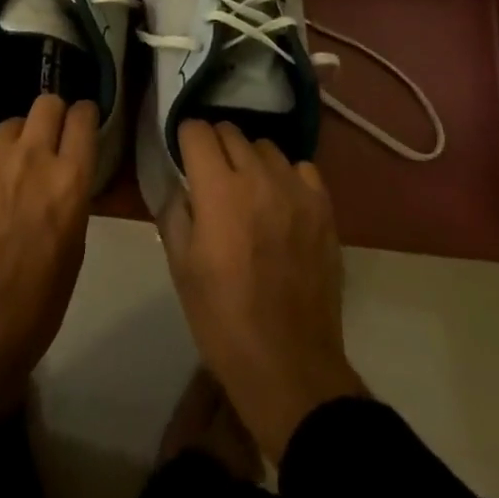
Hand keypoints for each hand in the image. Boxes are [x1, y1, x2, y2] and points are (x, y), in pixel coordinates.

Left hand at [0, 95, 96, 456]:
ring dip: (15, 141)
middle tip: (48, 137)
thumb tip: (63, 176)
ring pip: (8, 125)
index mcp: (68, 179)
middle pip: (46, 103)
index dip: (84, 115)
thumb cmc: (37, 304)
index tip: (82, 123)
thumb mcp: (74, 246)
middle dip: (51, 114)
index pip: (82, 116)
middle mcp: (31, 159)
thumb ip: (70, 197)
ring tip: (9, 168)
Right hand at [159, 121, 366, 462]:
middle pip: (230, 132)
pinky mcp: (324, 208)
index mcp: (218, 190)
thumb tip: (178, 183)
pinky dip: (286, 177)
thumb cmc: (223, 320)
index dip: (185, 140)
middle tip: (211, 177)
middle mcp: (258, 177)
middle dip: (215, 147)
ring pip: (265, 147)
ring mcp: (296, 190)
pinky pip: (301, 169)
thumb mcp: (180, 267)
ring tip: (248, 191)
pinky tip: (281, 203)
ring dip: (250, 160)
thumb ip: (174, 211)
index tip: (184, 159)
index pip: (197, 130)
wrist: (289, 367)